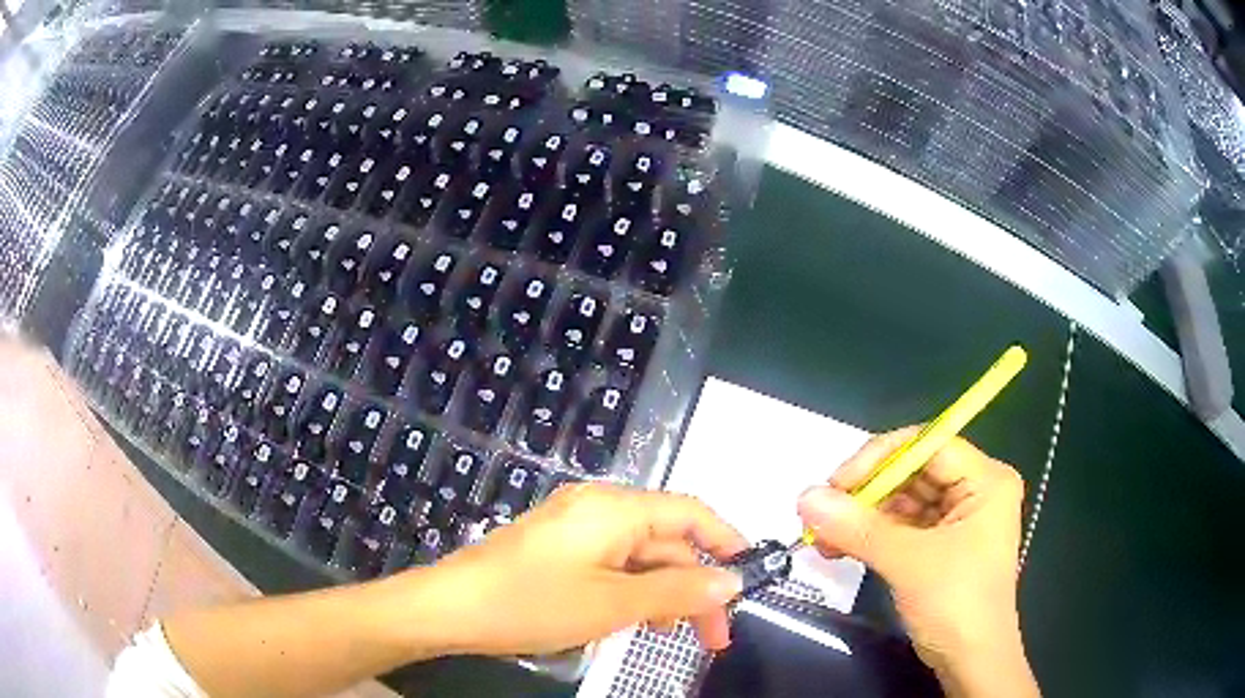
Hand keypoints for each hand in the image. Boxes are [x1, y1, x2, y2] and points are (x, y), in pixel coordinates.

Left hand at [422, 483, 746, 656]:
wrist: (449, 609)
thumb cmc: (532, 603)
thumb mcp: (613, 603)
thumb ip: (677, 590)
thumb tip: (730, 581)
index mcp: (615, 508)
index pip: (691, 513)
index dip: (726, 542)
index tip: (750, 580)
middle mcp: (599, 508)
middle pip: (666, 541)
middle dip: (693, 586)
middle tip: (713, 638)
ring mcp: (575, 529)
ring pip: (639, 558)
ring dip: (662, 594)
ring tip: (668, 633)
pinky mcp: (558, 550)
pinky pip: (611, 566)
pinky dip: (630, 592)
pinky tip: (630, 621)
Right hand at [797, 427, 1038, 696]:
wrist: (971, 662)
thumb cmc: (957, 603)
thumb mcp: (909, 563)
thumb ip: (858, 528)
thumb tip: (804, 497)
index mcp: (985, 481)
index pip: (928, 445)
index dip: (881, 457)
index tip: (837, 483)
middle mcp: (973, 492)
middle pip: (912, 473)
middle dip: (866, 493)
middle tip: (823, 513)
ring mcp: (956, 520)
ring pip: (901, 502)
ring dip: (861, 518)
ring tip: (822, 537)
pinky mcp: (939, 547)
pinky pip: (900, 528)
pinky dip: (869, 537)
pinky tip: (838, 548)